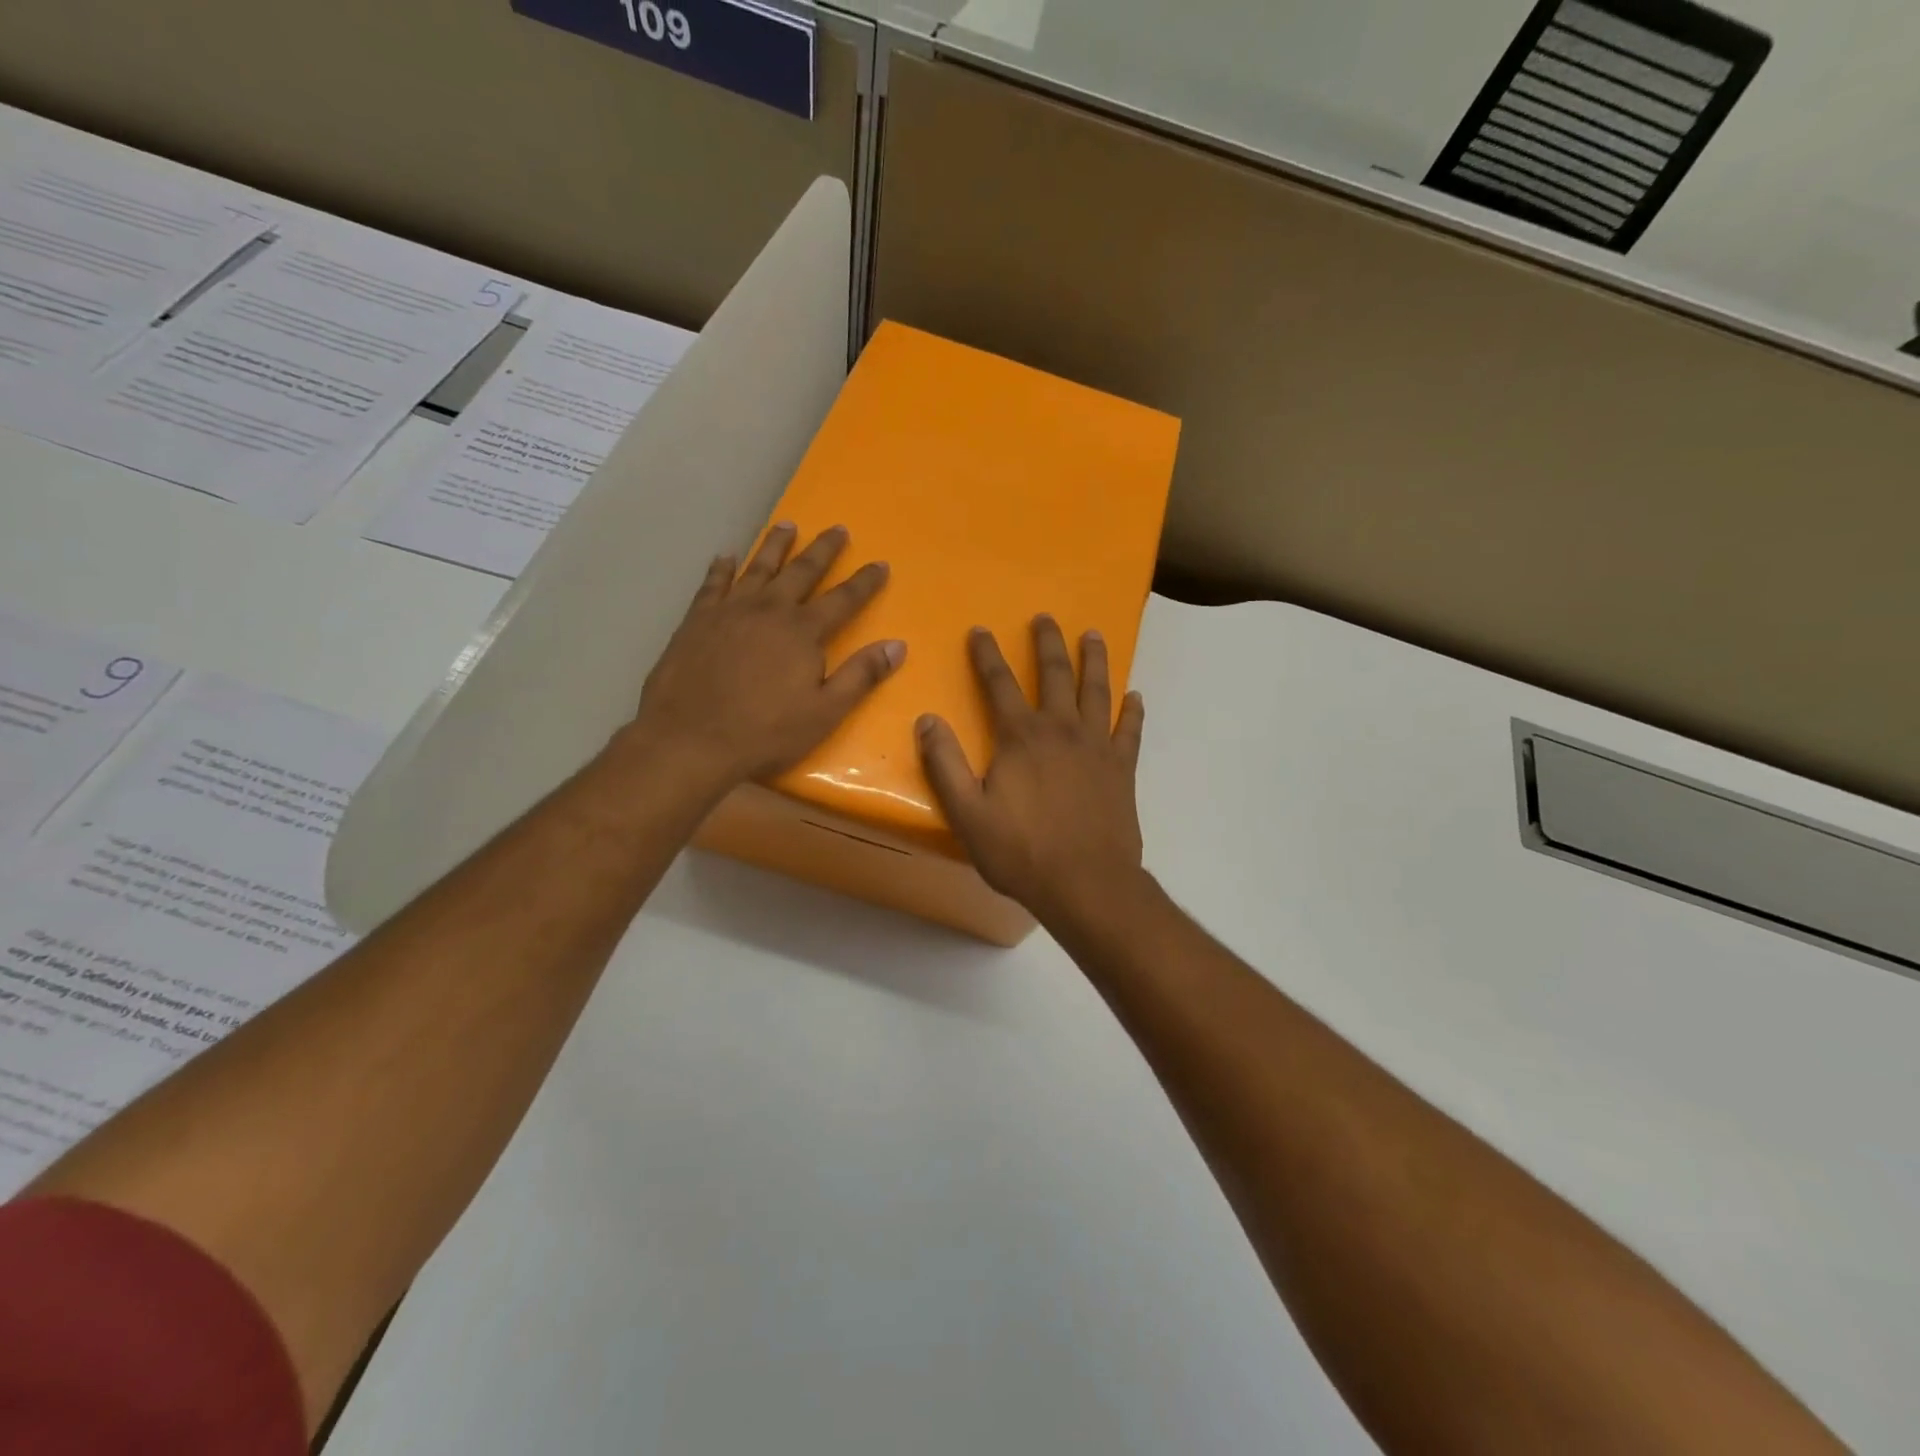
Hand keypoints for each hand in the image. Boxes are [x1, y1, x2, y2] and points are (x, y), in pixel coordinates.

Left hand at [625, 523, 903, 792]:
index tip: (881, 563)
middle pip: (801, 571)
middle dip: (823, 550)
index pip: (844, 599)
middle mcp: (769, 609)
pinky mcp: (697, 620)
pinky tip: (726, 556)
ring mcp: (729, 611)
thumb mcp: (825, 712)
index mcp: (803, 632)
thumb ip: (861, 675)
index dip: (865, 582)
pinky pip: (712, 583)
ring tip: (787, 525)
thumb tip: (897, 645)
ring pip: (758, 567)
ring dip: (775, 545)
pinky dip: (721, 567)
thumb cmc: (765, 733)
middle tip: (837, 528)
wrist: (690, 740)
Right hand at [917, 615, 1146, 921]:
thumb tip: (926, 720)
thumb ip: (944, 764)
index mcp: (1021, 737)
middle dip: (1047, 643)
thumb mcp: (968, 813)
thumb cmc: (1021, 852)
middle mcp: (1061, 729)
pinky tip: (1136, 696)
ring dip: (1094, 660)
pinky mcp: (1123, 768)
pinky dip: (1133, 710)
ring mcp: (1097, 746)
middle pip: (1055, 674)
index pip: (999, 684)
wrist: (1086, 883)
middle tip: (1045, 618)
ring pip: (1097, 691)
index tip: (980, 630)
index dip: (987, 655)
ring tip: (1093, 635)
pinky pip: (1131, 730)